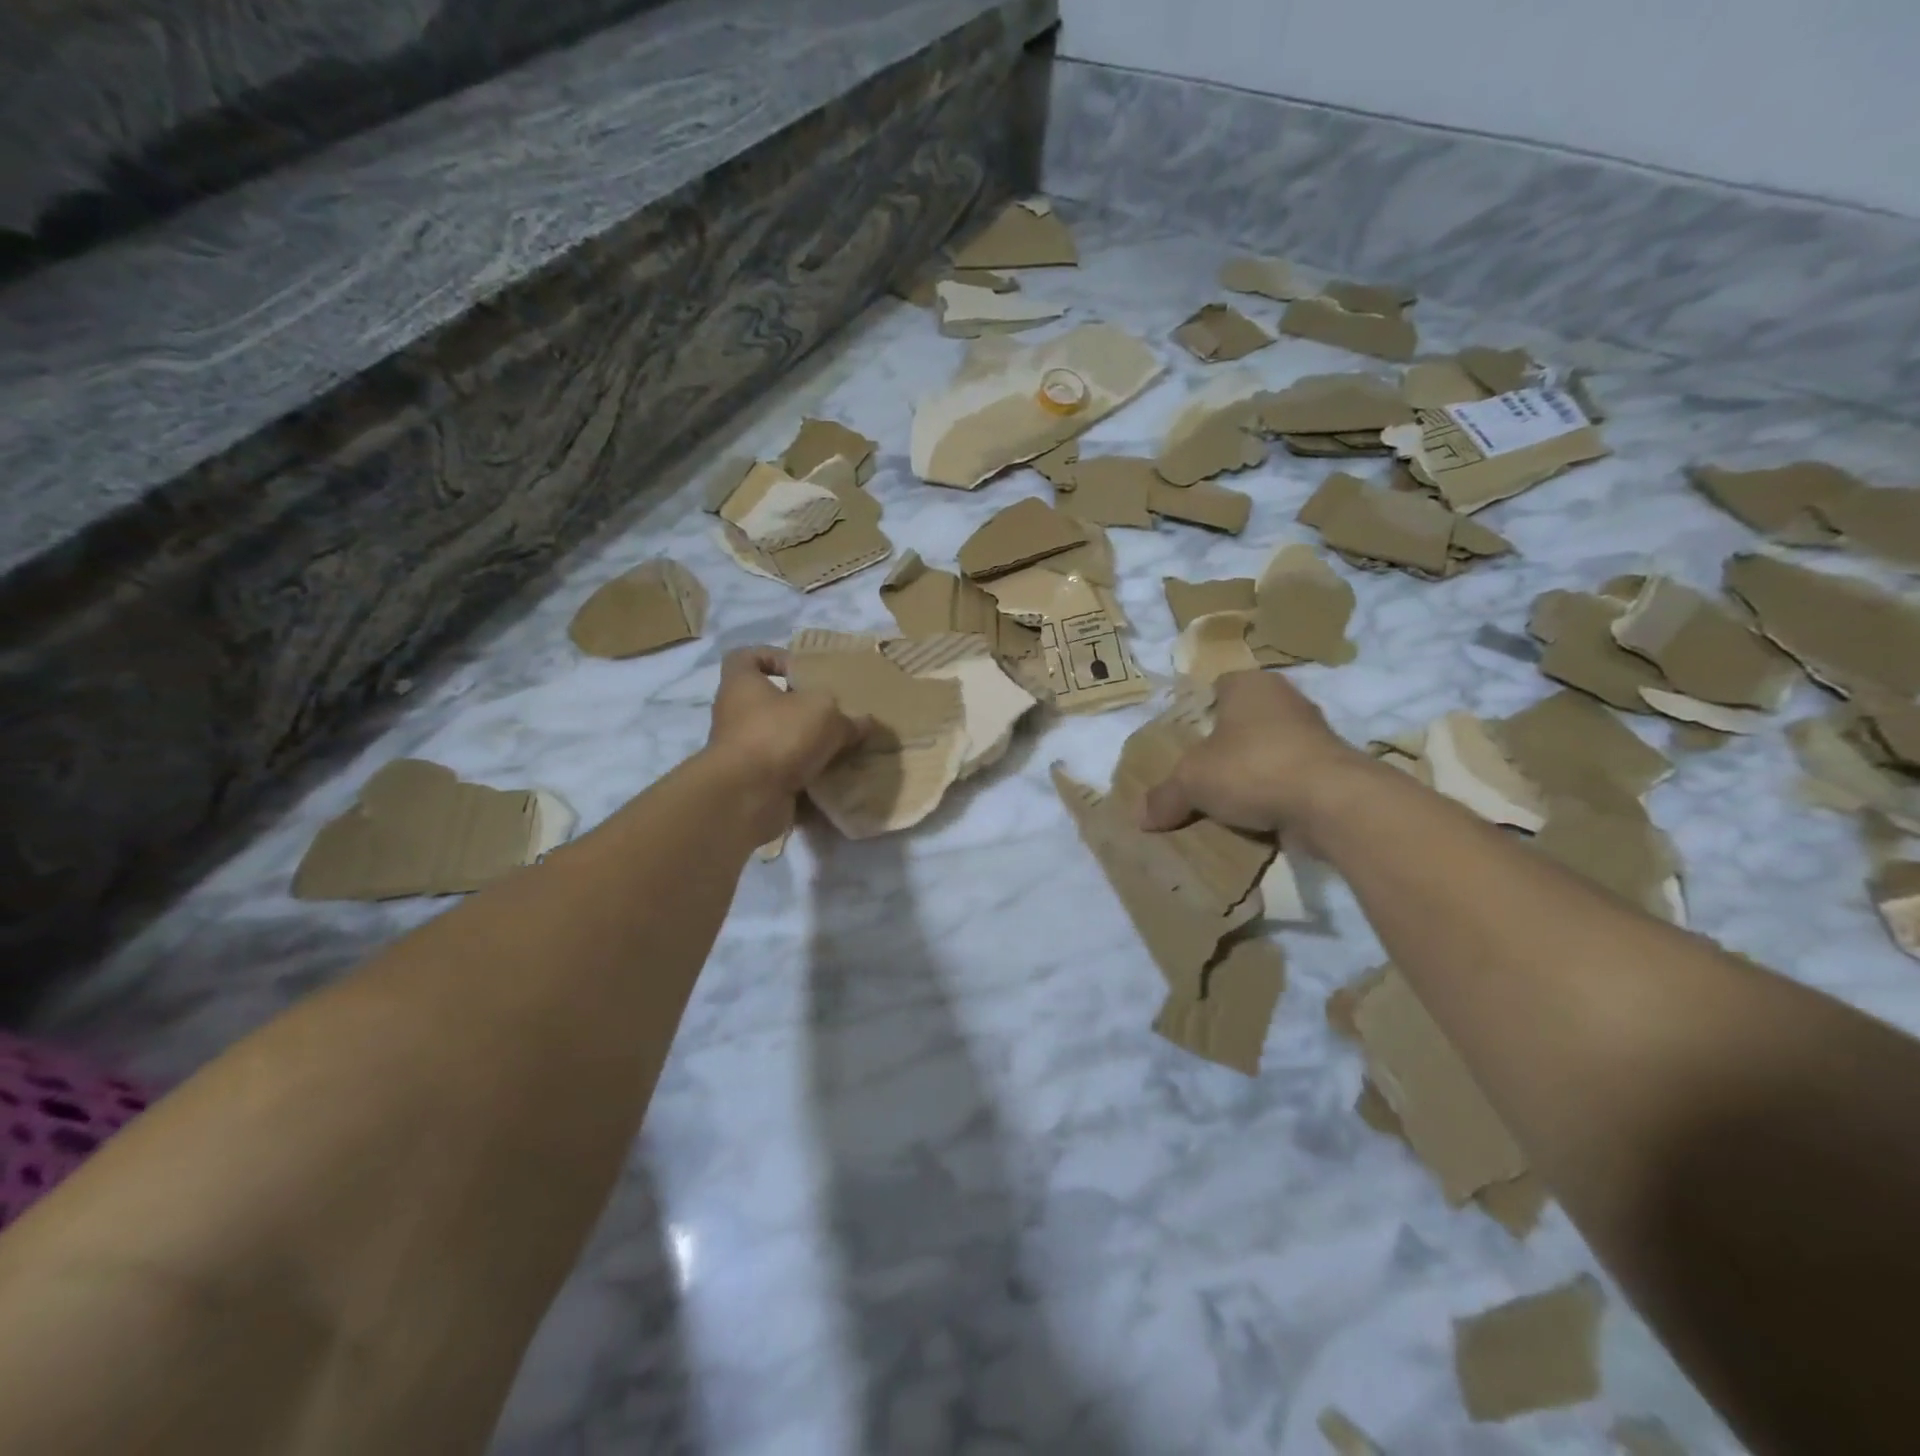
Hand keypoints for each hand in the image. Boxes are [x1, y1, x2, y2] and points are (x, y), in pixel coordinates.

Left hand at [706, 647, 867, 838]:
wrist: (746, 797)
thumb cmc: (778, 735)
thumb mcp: (825, 713)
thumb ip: (848, 718)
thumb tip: (865, 723)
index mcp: (742, 685)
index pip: (746, 657)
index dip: (773, 657)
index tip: (802, 670)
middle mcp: (735, 715)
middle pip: (769, 703)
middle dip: (802, 709)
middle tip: (835, 713)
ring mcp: (742, 752)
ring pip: (780, 741)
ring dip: (808, 745)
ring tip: (842, 747)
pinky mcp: (752, 783)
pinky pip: (784, 773)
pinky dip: (806, 775)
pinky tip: (834, 776)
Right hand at [1139, 669, 1368, 838]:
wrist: (1331, 803)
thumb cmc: (1252, 768)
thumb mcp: (1191, 782)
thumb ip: (1164, 796)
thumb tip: (1138, 817)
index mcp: (1250, 685)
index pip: (1219, 686)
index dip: (1200, 708)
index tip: (1185, 737)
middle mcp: (1284, 700)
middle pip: (1243, 720)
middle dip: (1224, 744)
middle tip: (1198, 770)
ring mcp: (1313, 734)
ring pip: (1268, 749)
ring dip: (1251, 771)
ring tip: (1223, 799)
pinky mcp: (1330, 769)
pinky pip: (1289, 777)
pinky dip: (1274, 793)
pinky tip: (1255, 816)